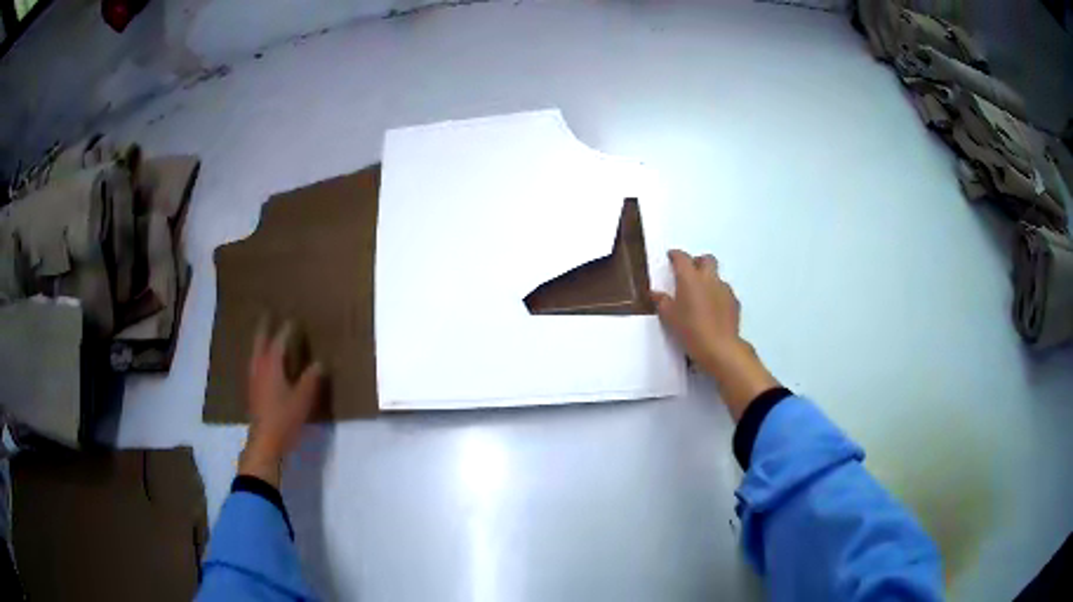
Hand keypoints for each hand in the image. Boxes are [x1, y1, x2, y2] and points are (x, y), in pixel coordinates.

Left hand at [239, 320, 322, 487]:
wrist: (265, 442)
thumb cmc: (284, 418)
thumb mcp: (303, 399)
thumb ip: (311, 379)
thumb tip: (320, 362)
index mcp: (271, 366)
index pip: (279, 341)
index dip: (287, 330)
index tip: (294, 320)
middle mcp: (259, 368)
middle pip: (260, 342)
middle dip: (264, 328)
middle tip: (267, 314)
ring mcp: (253, 379)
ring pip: (255, 353)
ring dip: (259, 341)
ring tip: (263, 335)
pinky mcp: (252, 391)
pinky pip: (254, 364)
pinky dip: (258, 356)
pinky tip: (262, 363)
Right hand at [652, 250, 777, 419]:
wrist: (720, 347)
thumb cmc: (690, 329)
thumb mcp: (669, 317)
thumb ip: (662, 302)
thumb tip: (656, 293)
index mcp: (690, 278)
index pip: (682, 257)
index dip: (675, 255)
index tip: (671, 258)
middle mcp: (709, 278)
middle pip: (706, 259)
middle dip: (697, 262)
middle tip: (689, 274)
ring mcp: (724, 289)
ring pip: (716, 276)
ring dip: (708, 281)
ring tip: (701, 297)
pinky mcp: (734, 302)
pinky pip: (724, 292)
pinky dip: (717, 296)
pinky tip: (713, 310)